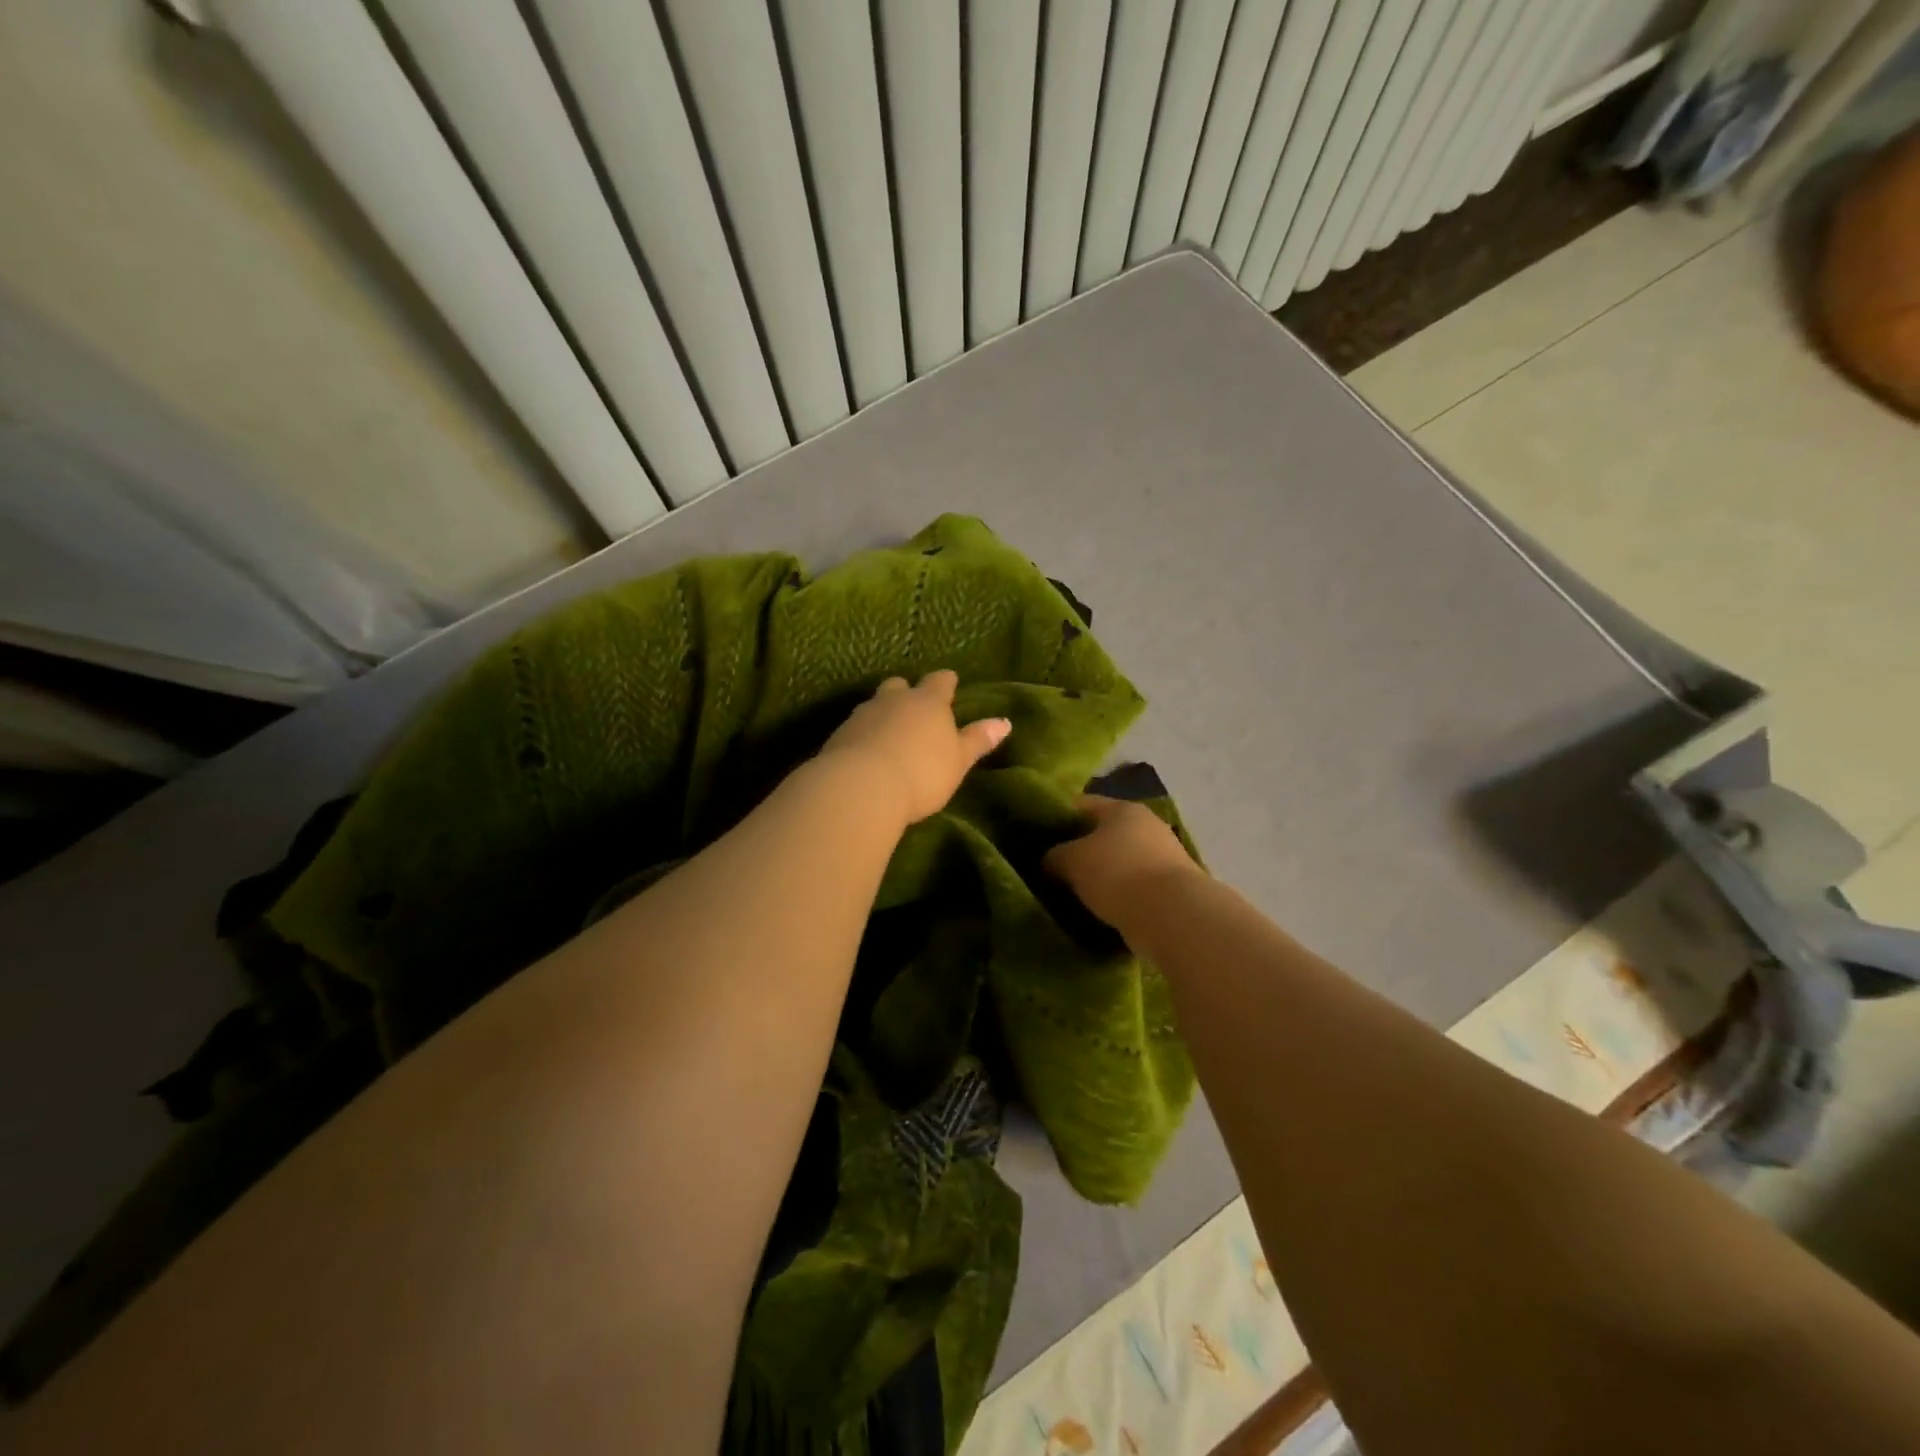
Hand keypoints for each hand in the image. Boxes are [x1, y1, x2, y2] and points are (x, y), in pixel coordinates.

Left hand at [819, 670, 1010, 824]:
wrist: (862, 786)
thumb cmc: (922, 772)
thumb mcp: (958, 760)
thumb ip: (978, 740)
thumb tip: (1004, 722)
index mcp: (928, 702)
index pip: (940, 681)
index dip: (946, 682)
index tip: (950, 682)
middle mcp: (894, 700)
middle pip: (900, 685)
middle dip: (907, 692)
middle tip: (913, 706)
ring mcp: (863, 715)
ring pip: (875, 704)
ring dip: (883, 713)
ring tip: (889, 732)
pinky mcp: (840, 735)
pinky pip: (856, 727)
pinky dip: (864, 734)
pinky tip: (867, 751)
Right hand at [1044, 795, 1201, 929]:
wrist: (1171, 916)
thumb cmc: (1116, 873)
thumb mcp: (1070, 860)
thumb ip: (1054, 856)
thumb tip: (1052, 861)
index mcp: (1123, 808)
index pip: (1082, 804)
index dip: (1058, 816)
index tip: (1039, 836)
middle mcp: (1147, 826)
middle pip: (1104, 833)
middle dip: (1081, 849)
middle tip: (1054, 869)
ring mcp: (1164, 857)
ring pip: (1120, 862)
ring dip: (1101, 876)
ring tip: (1075, 894)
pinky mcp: (1172, 889)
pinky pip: (1134, 888)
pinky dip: (1119, 897)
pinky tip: (1100, 910)